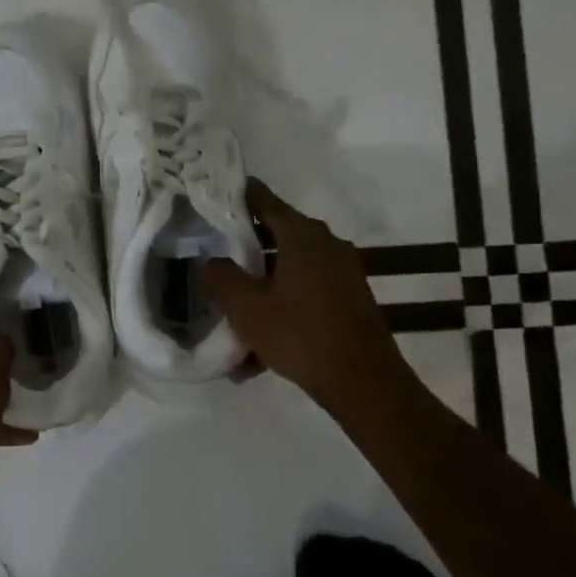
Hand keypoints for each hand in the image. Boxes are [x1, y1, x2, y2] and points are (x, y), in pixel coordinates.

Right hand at [204, 179, 401, 407]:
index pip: (263, 200)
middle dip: (244, 251)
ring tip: (232, 321)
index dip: (236, 195)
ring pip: (288, 271)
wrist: (364, 382)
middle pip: (275, 236)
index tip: (212, 194)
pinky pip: (304, 295)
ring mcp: (342, 272)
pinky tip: (257, 353)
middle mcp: (326, 244)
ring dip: (261, 291)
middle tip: (212, 259)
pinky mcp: (348, 298)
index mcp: (302, 235)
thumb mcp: (247, 308)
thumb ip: (222, 278)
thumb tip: (211, 260)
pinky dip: (281, 311)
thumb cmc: (300, 335)